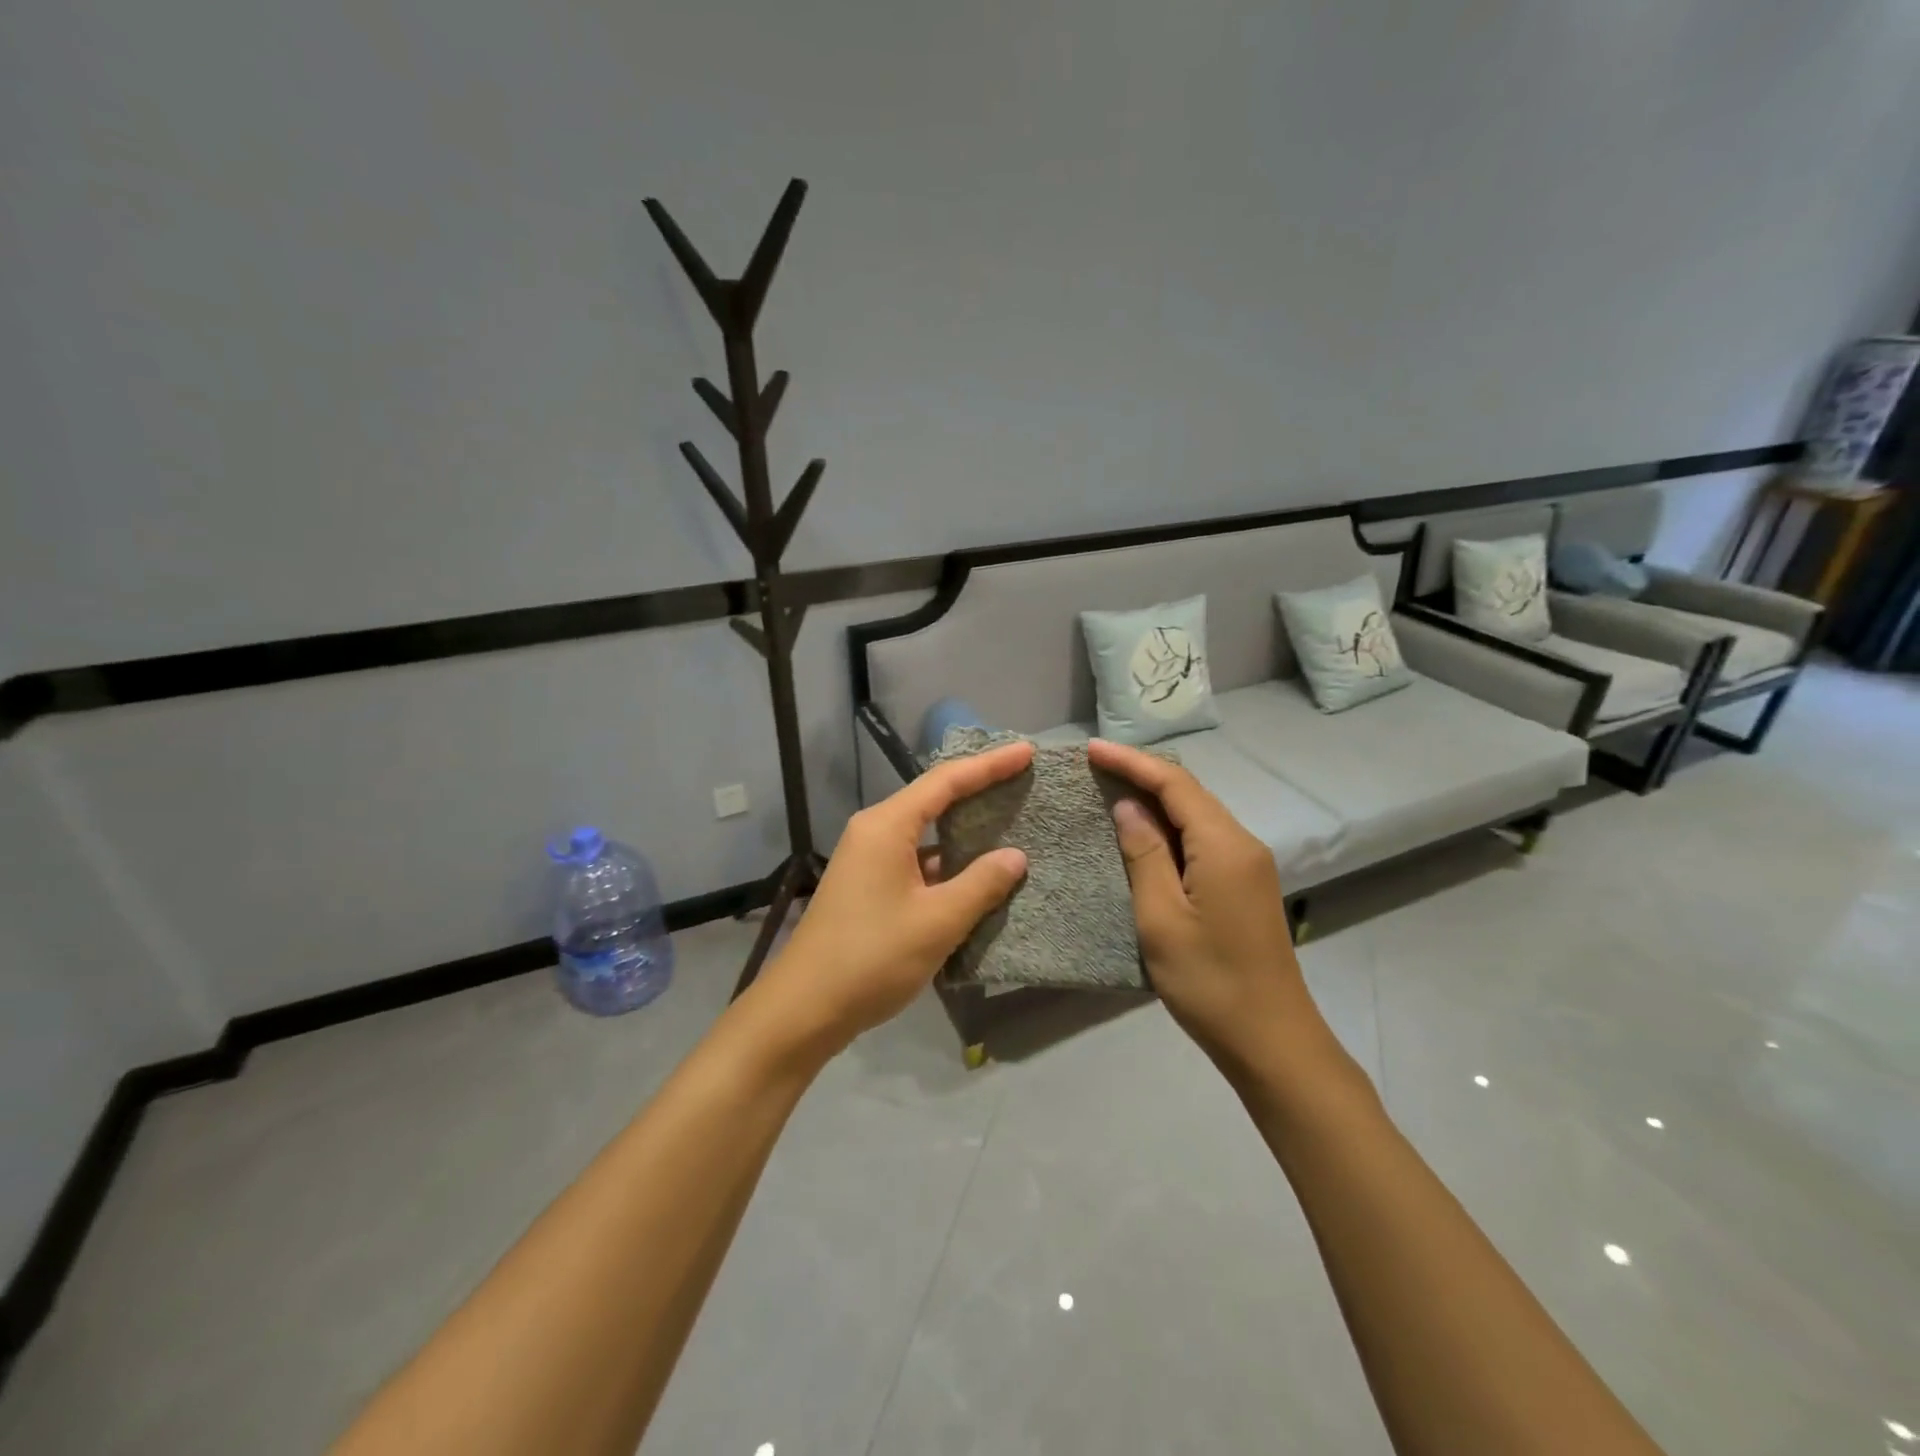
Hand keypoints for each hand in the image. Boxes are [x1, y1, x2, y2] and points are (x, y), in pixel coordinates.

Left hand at [755, 741, 1032, 1052]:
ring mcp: (868, 860)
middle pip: (933, 798)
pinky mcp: (868, 886)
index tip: (1026, 752)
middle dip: (978, 789)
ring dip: (964, 829)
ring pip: (925, 833)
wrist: (805, 1008)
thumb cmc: (872, 957)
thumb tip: (1015, 857)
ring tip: (1010, 823)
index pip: (946, 781)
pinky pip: (916, 860)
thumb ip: (981, 884)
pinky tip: (977, 876)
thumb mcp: (937, 921)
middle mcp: (874, 832)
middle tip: (1022, 780)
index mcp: (886, 826)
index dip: (989, 765)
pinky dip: (948, 862)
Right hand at [1087, 739, 1319, 1071]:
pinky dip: (1170, 825)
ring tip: (1111, 789)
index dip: (1132, 762)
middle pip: (1190, 792)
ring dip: (1156, 798)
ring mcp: (1248, 864)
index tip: (1091, 749)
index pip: (1175, 784)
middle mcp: (1242, 843)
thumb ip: (1145, 854)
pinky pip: (1203, 837)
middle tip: (1096, 766)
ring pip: (1197, 813)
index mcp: (1224, 846)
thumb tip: (1129, 807)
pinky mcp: (1245, 884)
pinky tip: (1144, 832)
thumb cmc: (1209, 981)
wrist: (1271, 1039)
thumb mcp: (1161, 918)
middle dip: (1143, 773)